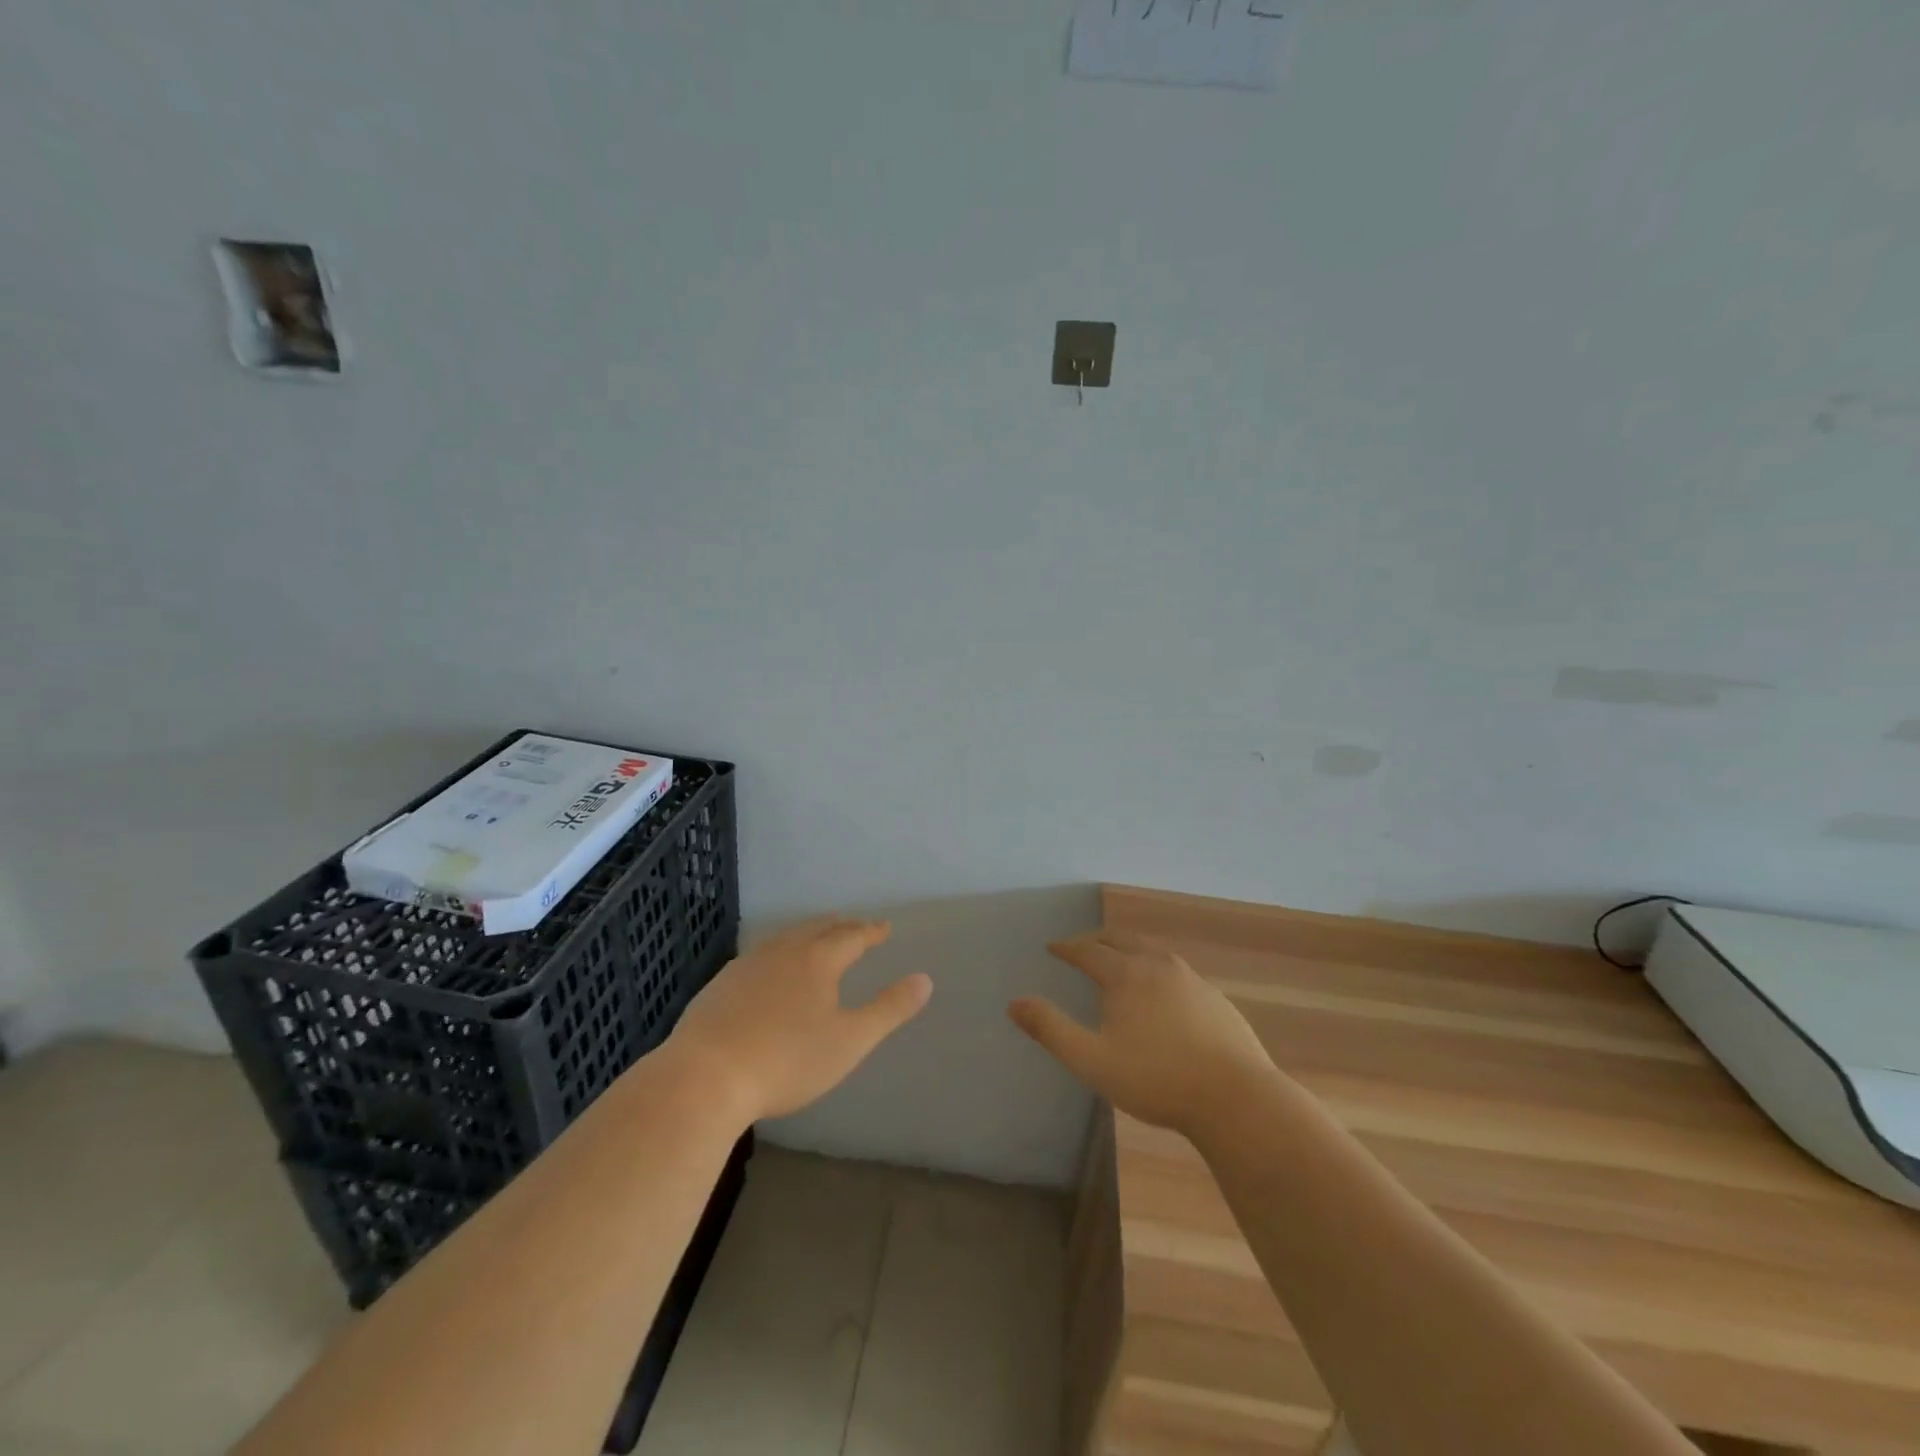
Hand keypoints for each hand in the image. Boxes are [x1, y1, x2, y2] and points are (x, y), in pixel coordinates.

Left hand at [669, 917, 931, 1122]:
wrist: (705, 1076)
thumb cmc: (787, 1060)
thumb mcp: (850, 1041)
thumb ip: (889, 1009)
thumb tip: (925, 979)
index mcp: (818, 960)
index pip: (852, 936)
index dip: (871, 931)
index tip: (884, 927)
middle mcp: (783, 951)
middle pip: (817, 929)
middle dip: (840, 926)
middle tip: (854, 926)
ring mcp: (747, 965)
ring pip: (785, 939)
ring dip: (807, 935)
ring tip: (816, 940)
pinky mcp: (721, 985)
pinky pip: (759, 956)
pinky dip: (777, 954)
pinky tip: (770, 970)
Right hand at [1009, 929, 1273, 1135]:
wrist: (1235, 1098)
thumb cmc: (1156, 1079)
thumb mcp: (1092, 1060)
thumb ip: (1051, 1029)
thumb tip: (1014, 1002)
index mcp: (1126, 974)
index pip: (1089, 950)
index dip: (1068, 948)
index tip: (1053, 947)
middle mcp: (1157, 965)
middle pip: (1121, 940)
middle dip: (1097, 940)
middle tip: (1081, 947)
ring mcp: (1191, 979)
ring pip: (1152, 950)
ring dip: (1128, 949)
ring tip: (1119, 960)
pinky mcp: (1214, 997)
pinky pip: (1176, 970)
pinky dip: (1156, 968)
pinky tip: (1161, 991)